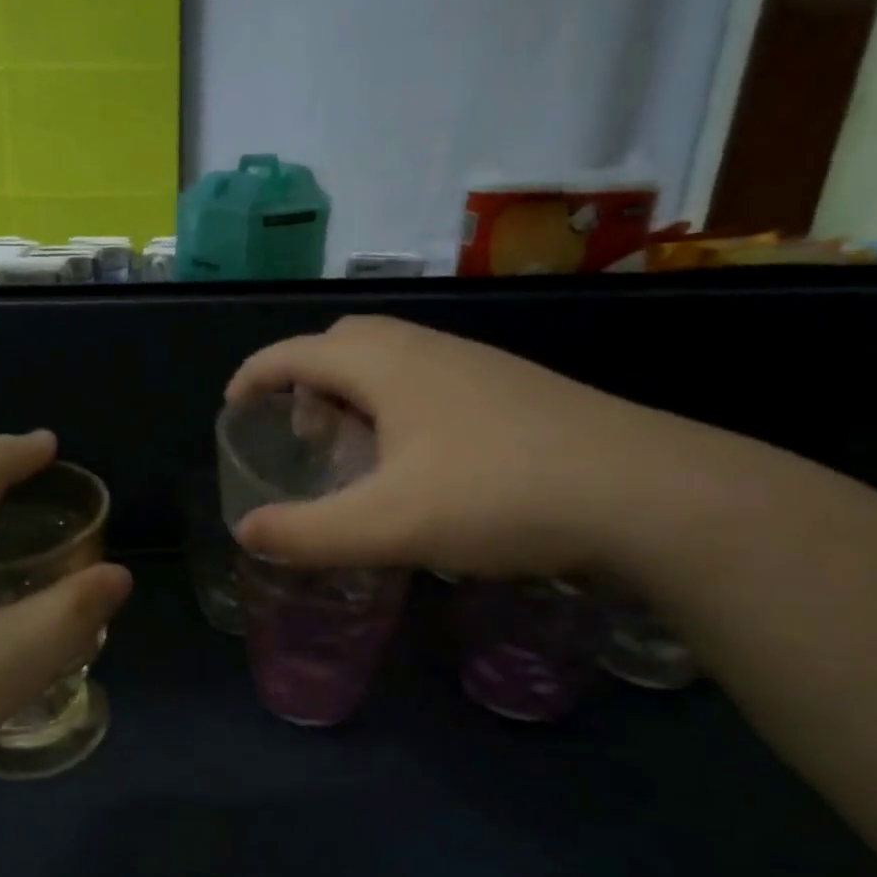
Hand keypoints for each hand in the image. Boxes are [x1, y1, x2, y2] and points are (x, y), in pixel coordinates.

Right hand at [226, 315, 688, 576]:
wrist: (645, 490)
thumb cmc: (500, 496)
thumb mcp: (389, 525)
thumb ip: (307, 533)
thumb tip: (245, 532)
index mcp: (387, 365)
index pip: (297, 352)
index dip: (255, 375)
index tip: (231, 408)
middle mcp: (428, 349)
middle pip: (344, 344)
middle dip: (305, 381)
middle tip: (298, 435)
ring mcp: (477, 365)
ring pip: (391, 361)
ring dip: (354, 394)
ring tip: (351, 452)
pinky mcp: (512, 389)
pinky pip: (428, 381)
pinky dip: (396, 407)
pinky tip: (416, 461)